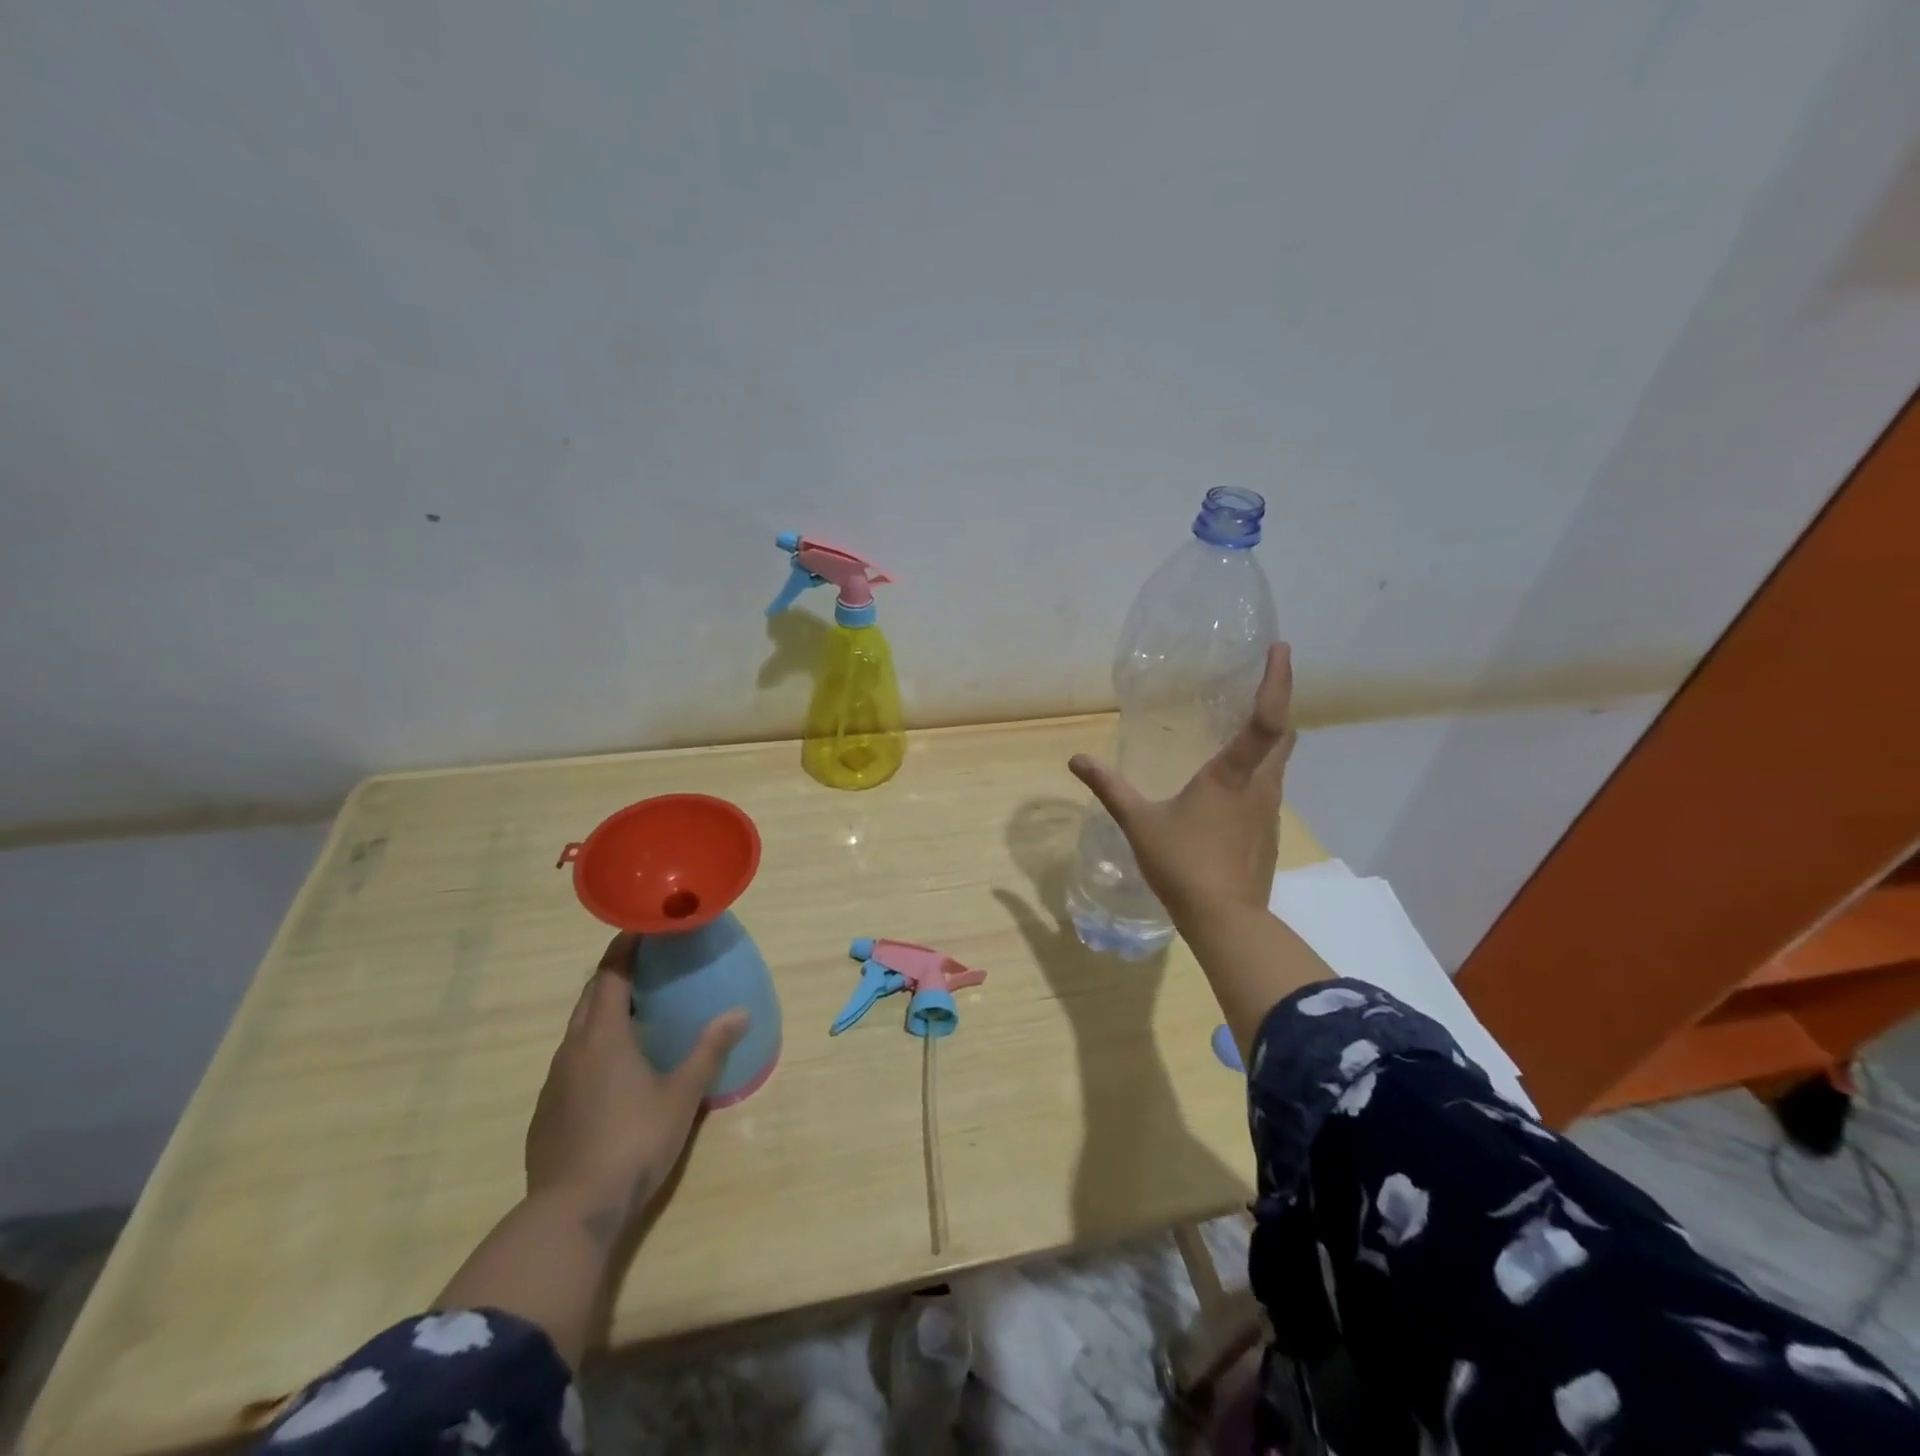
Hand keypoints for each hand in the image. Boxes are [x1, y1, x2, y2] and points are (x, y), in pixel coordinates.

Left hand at [525, 934, 747, 1237]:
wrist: (571, 1212)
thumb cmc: (633, 1141)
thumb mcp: (682, 1094)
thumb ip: (709, 1050)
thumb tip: (740, 1013)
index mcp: (602, 1036)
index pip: (610, 974)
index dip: (626, 947)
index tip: (645, 927)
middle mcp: (572, 1050)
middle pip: (590, 997)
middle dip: (615, 974)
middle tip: (648, 965)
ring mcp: (554, 1082)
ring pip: (578, 1031)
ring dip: (604, 1012)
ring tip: (636, 1014)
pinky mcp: (547, 1112)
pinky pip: (572, 1062)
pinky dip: (594, 1048)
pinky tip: (615, 1071)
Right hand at [1069, 643, 1295, 923]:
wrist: (1226, 921)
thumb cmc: (1183, 865)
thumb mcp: (1138, 823)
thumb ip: (1109, 788)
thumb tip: (1076, 759)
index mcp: (1232, 774)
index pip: (1266, 718)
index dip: (1277, 680)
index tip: (1280, 648)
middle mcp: (1261, 785)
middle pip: (1283, 735)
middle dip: (1276, 706)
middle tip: (1256, 688)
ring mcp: (1269, 811)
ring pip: (1279, 763)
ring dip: (1268, 742)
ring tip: (1240, 733)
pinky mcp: (1268, 834)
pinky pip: (1269, 790)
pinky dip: (1258, 774)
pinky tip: (1230, 790)